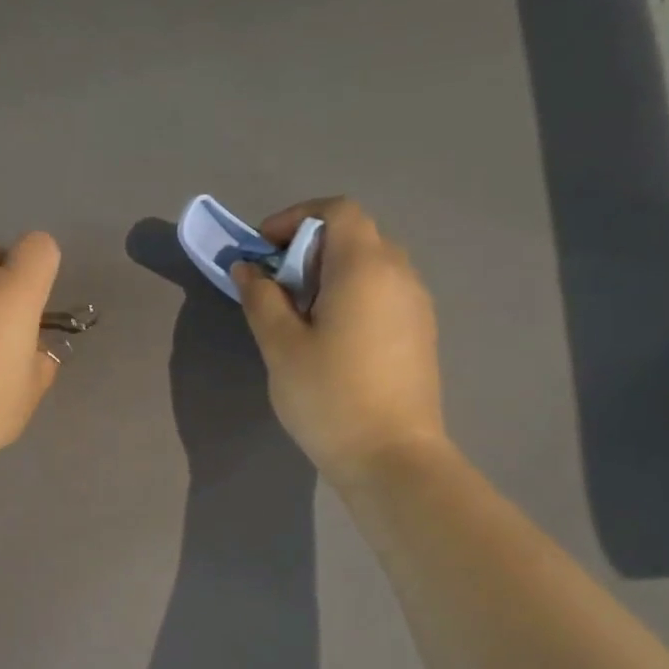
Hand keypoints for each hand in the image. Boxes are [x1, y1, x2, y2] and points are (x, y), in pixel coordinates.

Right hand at [232, 197, 446, 485]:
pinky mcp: (421, 331)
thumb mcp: (281, 346)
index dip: (295, 219)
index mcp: (364, 267)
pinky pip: (384, 290)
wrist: (393, 458)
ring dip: (330, 272)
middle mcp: (399, 274)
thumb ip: (261, 298)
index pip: (336, 211)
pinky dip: (353, 293)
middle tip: (276, 285)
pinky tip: (331, 336)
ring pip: (371, 263)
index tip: (263, 252)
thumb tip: (248, 269)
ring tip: (300, 313)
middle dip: (308, 247)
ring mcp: (416, 303)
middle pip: (354, 234)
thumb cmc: (329, 397)